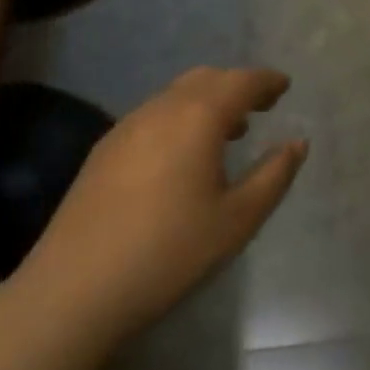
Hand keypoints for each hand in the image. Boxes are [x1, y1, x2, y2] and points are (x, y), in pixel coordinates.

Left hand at [16, 67, 306, 340]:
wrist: (72, 291)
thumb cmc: (168, 253)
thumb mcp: (237, 220)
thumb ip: (274, 176)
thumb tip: (297, 143)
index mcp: (199, 116)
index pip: (242, 82)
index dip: (267, 81)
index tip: (284, 86)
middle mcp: (163, 108)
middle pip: (208, 79)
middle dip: (237, 86)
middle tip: (259, 106)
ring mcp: (128, 126)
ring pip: (177, 94)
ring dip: (207, 101)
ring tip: (227, 132)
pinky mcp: (104, 149)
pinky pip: (153, 114)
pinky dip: (179, 117)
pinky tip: (181, 155)